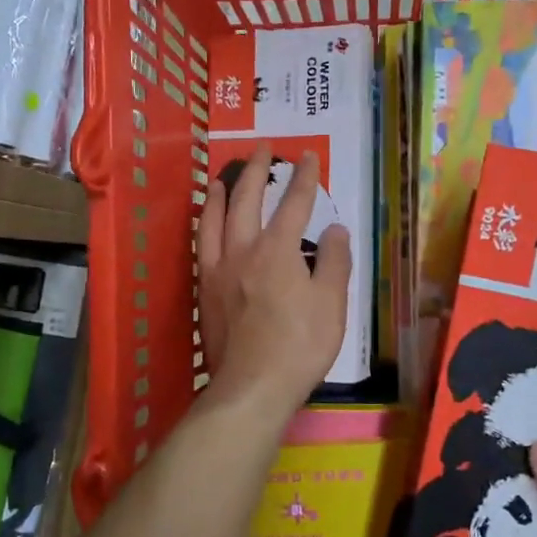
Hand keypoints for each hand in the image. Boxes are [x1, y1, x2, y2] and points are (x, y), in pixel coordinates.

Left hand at [196, 144, 351, 416]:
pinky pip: (201, 248)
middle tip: (262, 149)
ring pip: (213, 221)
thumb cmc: (299, 346)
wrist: (252, 387)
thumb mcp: (331, 304)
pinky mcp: (203, 293)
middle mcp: (242, 251)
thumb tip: (334, 229)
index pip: (294, 204)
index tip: (307, 156)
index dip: (304, 178)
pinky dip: (203, 227)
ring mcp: (217, 271)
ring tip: (219, 178)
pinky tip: (205, 227)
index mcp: (277, 250)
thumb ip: (332, 261)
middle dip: (256, 171)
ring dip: (218, 195)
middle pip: (246, 201)